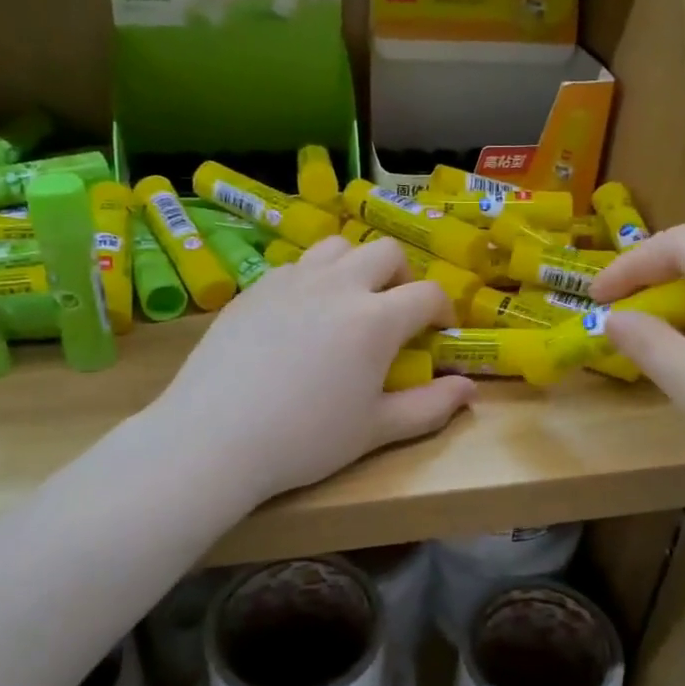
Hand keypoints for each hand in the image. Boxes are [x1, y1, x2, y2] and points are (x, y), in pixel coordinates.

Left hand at [148, 237, 475, 505]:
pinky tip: (301, 315)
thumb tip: (469, 389)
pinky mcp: (254, 287)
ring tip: (350, 302)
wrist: (215, 437)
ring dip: (357, 266)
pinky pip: (295, 265)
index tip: (439, 334)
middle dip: (403, 276)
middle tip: (395, 312)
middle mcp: (338, 285)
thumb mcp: (376, 430)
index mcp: (376, 318)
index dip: (443, 310)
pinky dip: (313, 278)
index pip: (428, 292)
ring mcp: (291, 280)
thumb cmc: (305, 439)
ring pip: (338, 246)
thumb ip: (430, 406)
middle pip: (386, 252)